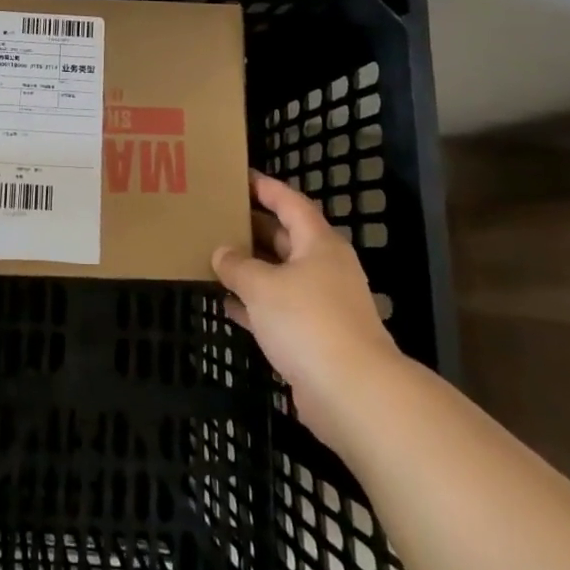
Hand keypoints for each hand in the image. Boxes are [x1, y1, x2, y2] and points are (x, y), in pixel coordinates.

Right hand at [213, 171, 401, 445]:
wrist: (354, 393)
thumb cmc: (308, 321)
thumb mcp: (262, 285)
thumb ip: (237, 265)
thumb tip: (221, 252)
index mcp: (318, 243)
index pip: (291, 203)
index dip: (266, 188)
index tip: (240, 177)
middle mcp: (324, 268)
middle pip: (286, 238)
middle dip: (254, 227)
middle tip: (218, 216)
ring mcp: (322, 304)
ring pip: (280, 275)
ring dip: (251, 268)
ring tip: (214, 256)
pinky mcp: (316, 338)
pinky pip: (279, 309)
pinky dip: (255, 305)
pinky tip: (226, 305)